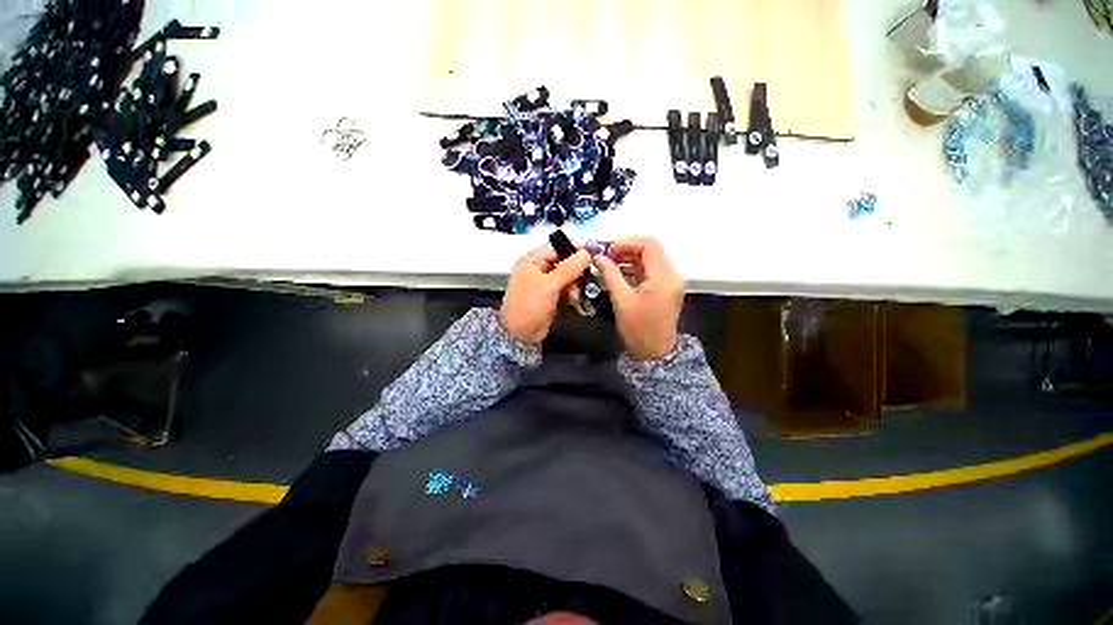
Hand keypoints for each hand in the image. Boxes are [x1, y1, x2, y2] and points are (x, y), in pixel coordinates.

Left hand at [501, 244, 591, 344]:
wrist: (520, 335)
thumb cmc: (529, 305)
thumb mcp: (548, 285)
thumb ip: (568, 268)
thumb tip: (586, 253)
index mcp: (532, 261)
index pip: (556, 247)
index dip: (574, 248)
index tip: (592, 252)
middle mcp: (539, 270)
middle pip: (564, 263)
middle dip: (576, 272)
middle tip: (587, 279)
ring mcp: (546, 284)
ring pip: (568, 278)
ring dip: (575, 286)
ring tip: (576, 297)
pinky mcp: (552, 297)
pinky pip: (567, 290)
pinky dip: (573, 295)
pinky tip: (576, 302)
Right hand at [593, 237, 684, 360]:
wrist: (655, 353)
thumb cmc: (638, 329)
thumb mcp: (621, 301)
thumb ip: (610, 275)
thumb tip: (598, 257)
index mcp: (663, 276)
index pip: (648, 245)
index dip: (626, 242)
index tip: (606, 248)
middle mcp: (671, 275)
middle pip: (650, 249)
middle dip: (626, 249)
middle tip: (605, 255)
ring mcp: (669, 281)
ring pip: (649, 259)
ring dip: (629, 258)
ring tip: (608, 263)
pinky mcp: (665, 288)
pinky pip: (649, 270)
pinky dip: (634, 268)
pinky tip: (617, 273)